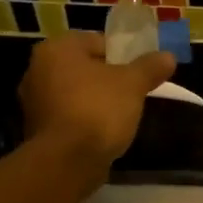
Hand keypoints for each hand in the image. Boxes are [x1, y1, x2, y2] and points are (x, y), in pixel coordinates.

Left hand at [19, 33, 175, 178]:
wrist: (67, 161)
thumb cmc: (99, 109)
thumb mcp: (133, 84)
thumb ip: (150, 67)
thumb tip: (168, 56)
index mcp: (57, 49)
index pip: (96, 41)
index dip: (122, 55)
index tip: (139, 71)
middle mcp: (37, 69)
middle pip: (84, 67)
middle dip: (107, 78)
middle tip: (133, 91)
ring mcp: (33, 101)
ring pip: (74, 92)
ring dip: (95, 99)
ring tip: (121, 114)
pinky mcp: (36, 129)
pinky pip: (67, 115)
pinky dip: (83, 119)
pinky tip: (102, 131)